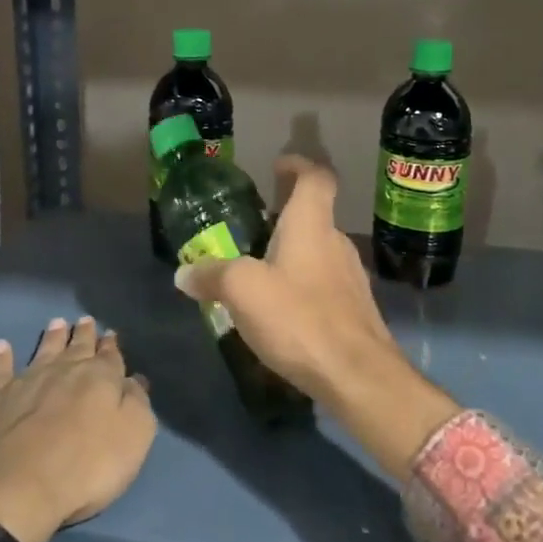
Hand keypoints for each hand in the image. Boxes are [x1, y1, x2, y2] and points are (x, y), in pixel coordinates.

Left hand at [0, 317, 156, 541]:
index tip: (111, 335)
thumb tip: (134, 379)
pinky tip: (1, 345)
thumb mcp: (132, 438)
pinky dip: (1, 356)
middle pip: (77, 347)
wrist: (14, 491)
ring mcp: (26, 381)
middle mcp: (64, 371)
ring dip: (51, 337)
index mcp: (100, 379)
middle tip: (85, 320)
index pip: (110, 356)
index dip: (112, 346)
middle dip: (83, 334)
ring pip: (43, 350)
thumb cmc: (84, 469)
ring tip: (56, 322)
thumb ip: (137, 403)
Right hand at [174, 156, 458, 478]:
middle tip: (251, 229)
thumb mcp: (243, 291)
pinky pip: (323, 284)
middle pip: (314, 216)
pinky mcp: (354, 310)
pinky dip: (301, 285)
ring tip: (258, 272)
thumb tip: (185, 273)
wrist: (358, 376)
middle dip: (284, 216)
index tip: (278, 167)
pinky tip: (280, 312)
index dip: (298, 165)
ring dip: (292, 253)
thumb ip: (212, 276)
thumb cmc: (299, 318)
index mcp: (312, 224)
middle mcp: (336, 242)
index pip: (315, 177)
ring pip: (318, 252)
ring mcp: (350, 277)